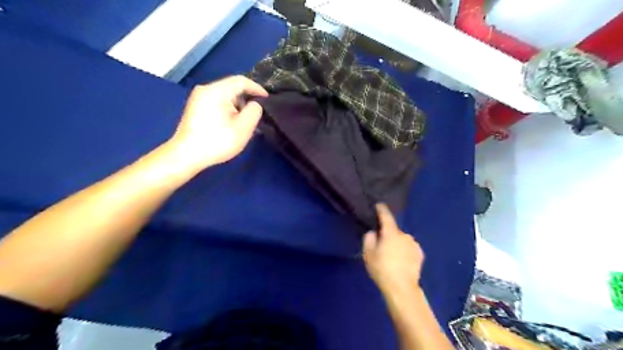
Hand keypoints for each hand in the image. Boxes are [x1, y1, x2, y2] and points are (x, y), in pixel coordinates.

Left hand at [168, 76, 266, 170]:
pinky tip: (233, 124)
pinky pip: (217, 103)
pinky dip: (228, 110)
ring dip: (238, 107)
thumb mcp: (243, 128)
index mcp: (217, 91)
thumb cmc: (217, 141)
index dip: (257, 89)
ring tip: (247, 122)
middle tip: (258, 114)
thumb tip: (255, 104)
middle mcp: (206, 89)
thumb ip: (254, 111)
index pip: (241, 81)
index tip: (268, 100)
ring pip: (225, 96)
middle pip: (232, 88)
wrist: (186, 156)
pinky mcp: (196, 108)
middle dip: (247, 99)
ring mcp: (198, 99)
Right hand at [363, 203, 426, 295]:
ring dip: (397, 243)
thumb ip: (369, 239)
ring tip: (392, 257)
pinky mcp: (420, 254)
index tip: (379, 205)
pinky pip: (409, 248)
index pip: (386, 216)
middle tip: (382, 245)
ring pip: (402, 240)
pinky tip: (401, 261)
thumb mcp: (368, 254)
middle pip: (393, 231)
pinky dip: (405, 251)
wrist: (402, 288)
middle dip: (388, 234)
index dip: (382, 210)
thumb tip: (374, 233)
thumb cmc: (382, 269)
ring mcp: (414, 244)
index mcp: (391, 233)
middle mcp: (404, 235)